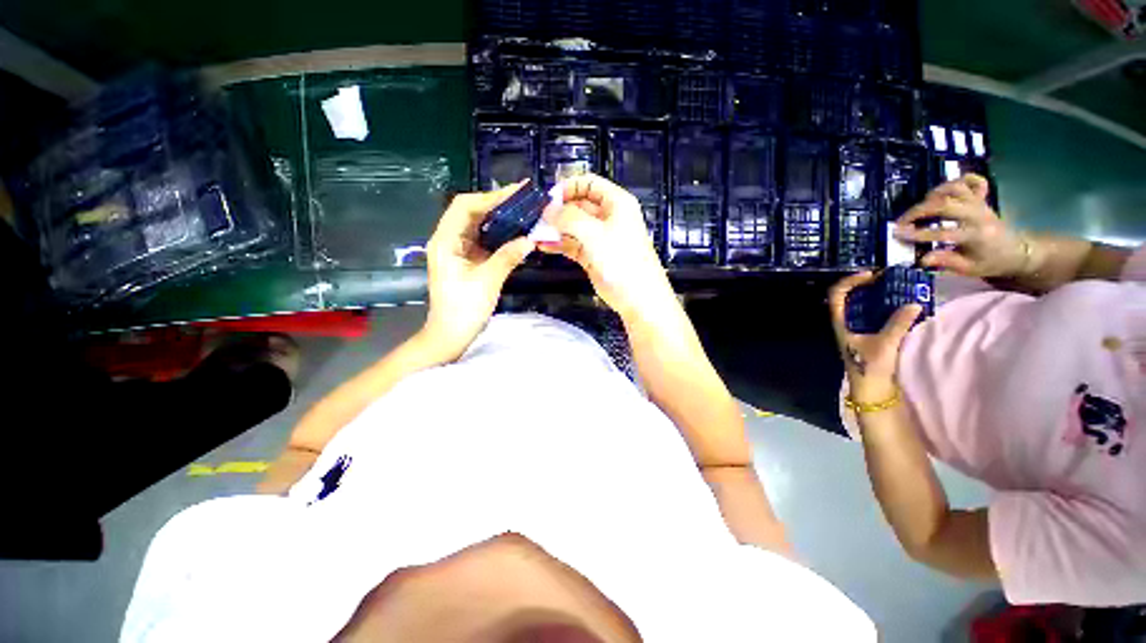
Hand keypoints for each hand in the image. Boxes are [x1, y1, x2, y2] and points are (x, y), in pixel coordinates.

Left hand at [422, 184, 534, 359]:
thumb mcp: (488, 281)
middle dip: (497, 204)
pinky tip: (515, 233)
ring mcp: (457, 250)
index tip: (515, 193)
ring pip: (478, 225)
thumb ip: (508, 257)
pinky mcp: (466, 261)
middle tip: (523, 199)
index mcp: (445, 241)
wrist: (451, 335)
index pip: (464, 206)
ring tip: (523, 211)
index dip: (490, 197)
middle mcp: (448, 240)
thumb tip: (530, 239)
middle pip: (471, 212)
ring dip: (499, 218)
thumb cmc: (464, 309)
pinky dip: (499, 235)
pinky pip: (483, 241)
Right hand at [537, 174, 675, 318]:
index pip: (589, 183)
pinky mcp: (592, 255)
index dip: (568, 187)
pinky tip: (543, 245)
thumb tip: (548, 210)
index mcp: (616, 203)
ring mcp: (599, 238)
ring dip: (555, 228)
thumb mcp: (595, 233)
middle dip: (558, 210)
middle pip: (578, 205)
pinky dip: (558, 244)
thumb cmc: (622, 260)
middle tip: (537, 217)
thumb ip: (569, 218)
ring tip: (535, 232)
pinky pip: (571, 245)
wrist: (636, 296)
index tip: (549, 198)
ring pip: (572, 227)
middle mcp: (607, 217)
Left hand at [828, 271, 921, 403]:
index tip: (871, 275)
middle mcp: (846, 323)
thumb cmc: (869, 367)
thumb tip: (914, 303)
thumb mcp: (884, 344)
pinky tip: (903, 305)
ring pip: (864, 305)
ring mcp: (857, 329)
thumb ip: (898, 323)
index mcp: (840, 322)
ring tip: (899, 287)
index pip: (837, 294)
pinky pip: (875, 315)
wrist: (872, 391)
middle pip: (850, 296)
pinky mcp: (869, 336)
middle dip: (867, 285)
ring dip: (878, 295)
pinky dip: (886, 307)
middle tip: (890, 278)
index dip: (849, 281)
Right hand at [893, 174, 1028, 278]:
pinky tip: (946, 190)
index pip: (943, 233)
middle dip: (919, 211)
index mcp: (975, 235)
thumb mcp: (969, 269)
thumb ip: (946, 262)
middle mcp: (978, 215)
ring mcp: (980, 204)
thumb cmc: (990, 262)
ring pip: (955, 188)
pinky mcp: (982, 199)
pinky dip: (958, 181)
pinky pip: (972, 181)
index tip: (898, 235)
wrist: (1017, 251)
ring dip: (933, 195)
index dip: (918, 234)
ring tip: (921, 206)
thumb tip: (923, 259)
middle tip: (902, 221)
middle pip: (945, 204)